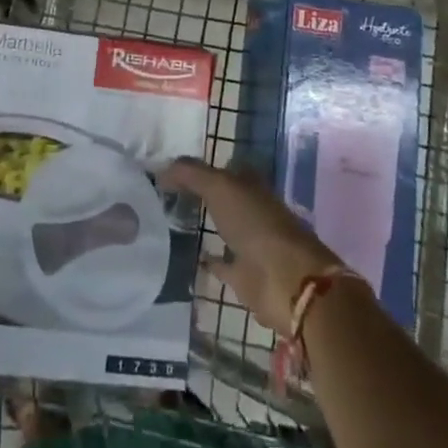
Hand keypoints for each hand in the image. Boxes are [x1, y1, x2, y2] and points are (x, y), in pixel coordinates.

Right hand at [163, 159, 343, 334]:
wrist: (286, 280)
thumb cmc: (256, 224)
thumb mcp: (220, 187)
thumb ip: (190, 174)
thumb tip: (161, 170)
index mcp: (251, 185)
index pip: (224, 168)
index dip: (201, 167)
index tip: (173, 169)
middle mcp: (252, 210)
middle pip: (224, 197)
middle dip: (202, 194)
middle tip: (167, 194)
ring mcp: (250, 244)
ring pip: (224, 229)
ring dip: (206, 226)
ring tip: (173, 222)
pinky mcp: (245, 276)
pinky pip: (223, 265)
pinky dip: (210, 262)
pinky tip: (190, 257)